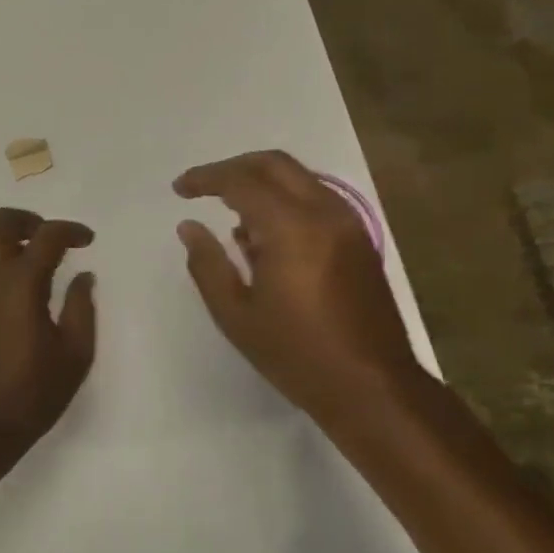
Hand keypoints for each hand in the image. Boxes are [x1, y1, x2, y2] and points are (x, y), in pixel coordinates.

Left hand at [0, 208, 97, 479]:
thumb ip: (81, 307)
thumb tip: (83, 276)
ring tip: (27, 259)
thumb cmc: (32, 393)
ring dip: (5, 239)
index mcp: (22, 282)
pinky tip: (3, 286)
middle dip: (29, 220)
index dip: (71, 231)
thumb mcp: (75, 354)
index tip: (87, 241)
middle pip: (1, 222)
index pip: (48, 236)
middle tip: (49, 238)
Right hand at [175, 151, 422, 425]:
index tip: (179, 189)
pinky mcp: (359, 241)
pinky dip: (285, 202)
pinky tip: (265, 238)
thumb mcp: (236, 314)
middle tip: (203, 187)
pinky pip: (316, 201)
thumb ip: (207, 264)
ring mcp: (348, 224)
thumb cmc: (296, 354)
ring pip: (299, 179)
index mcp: (292, 227)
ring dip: (262, 184)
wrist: (373, 387)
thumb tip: (189, 226)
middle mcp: (324, 213)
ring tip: (231, 217)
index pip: (241, 181)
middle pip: (275, 164)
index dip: (205, 178)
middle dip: (234, 168)